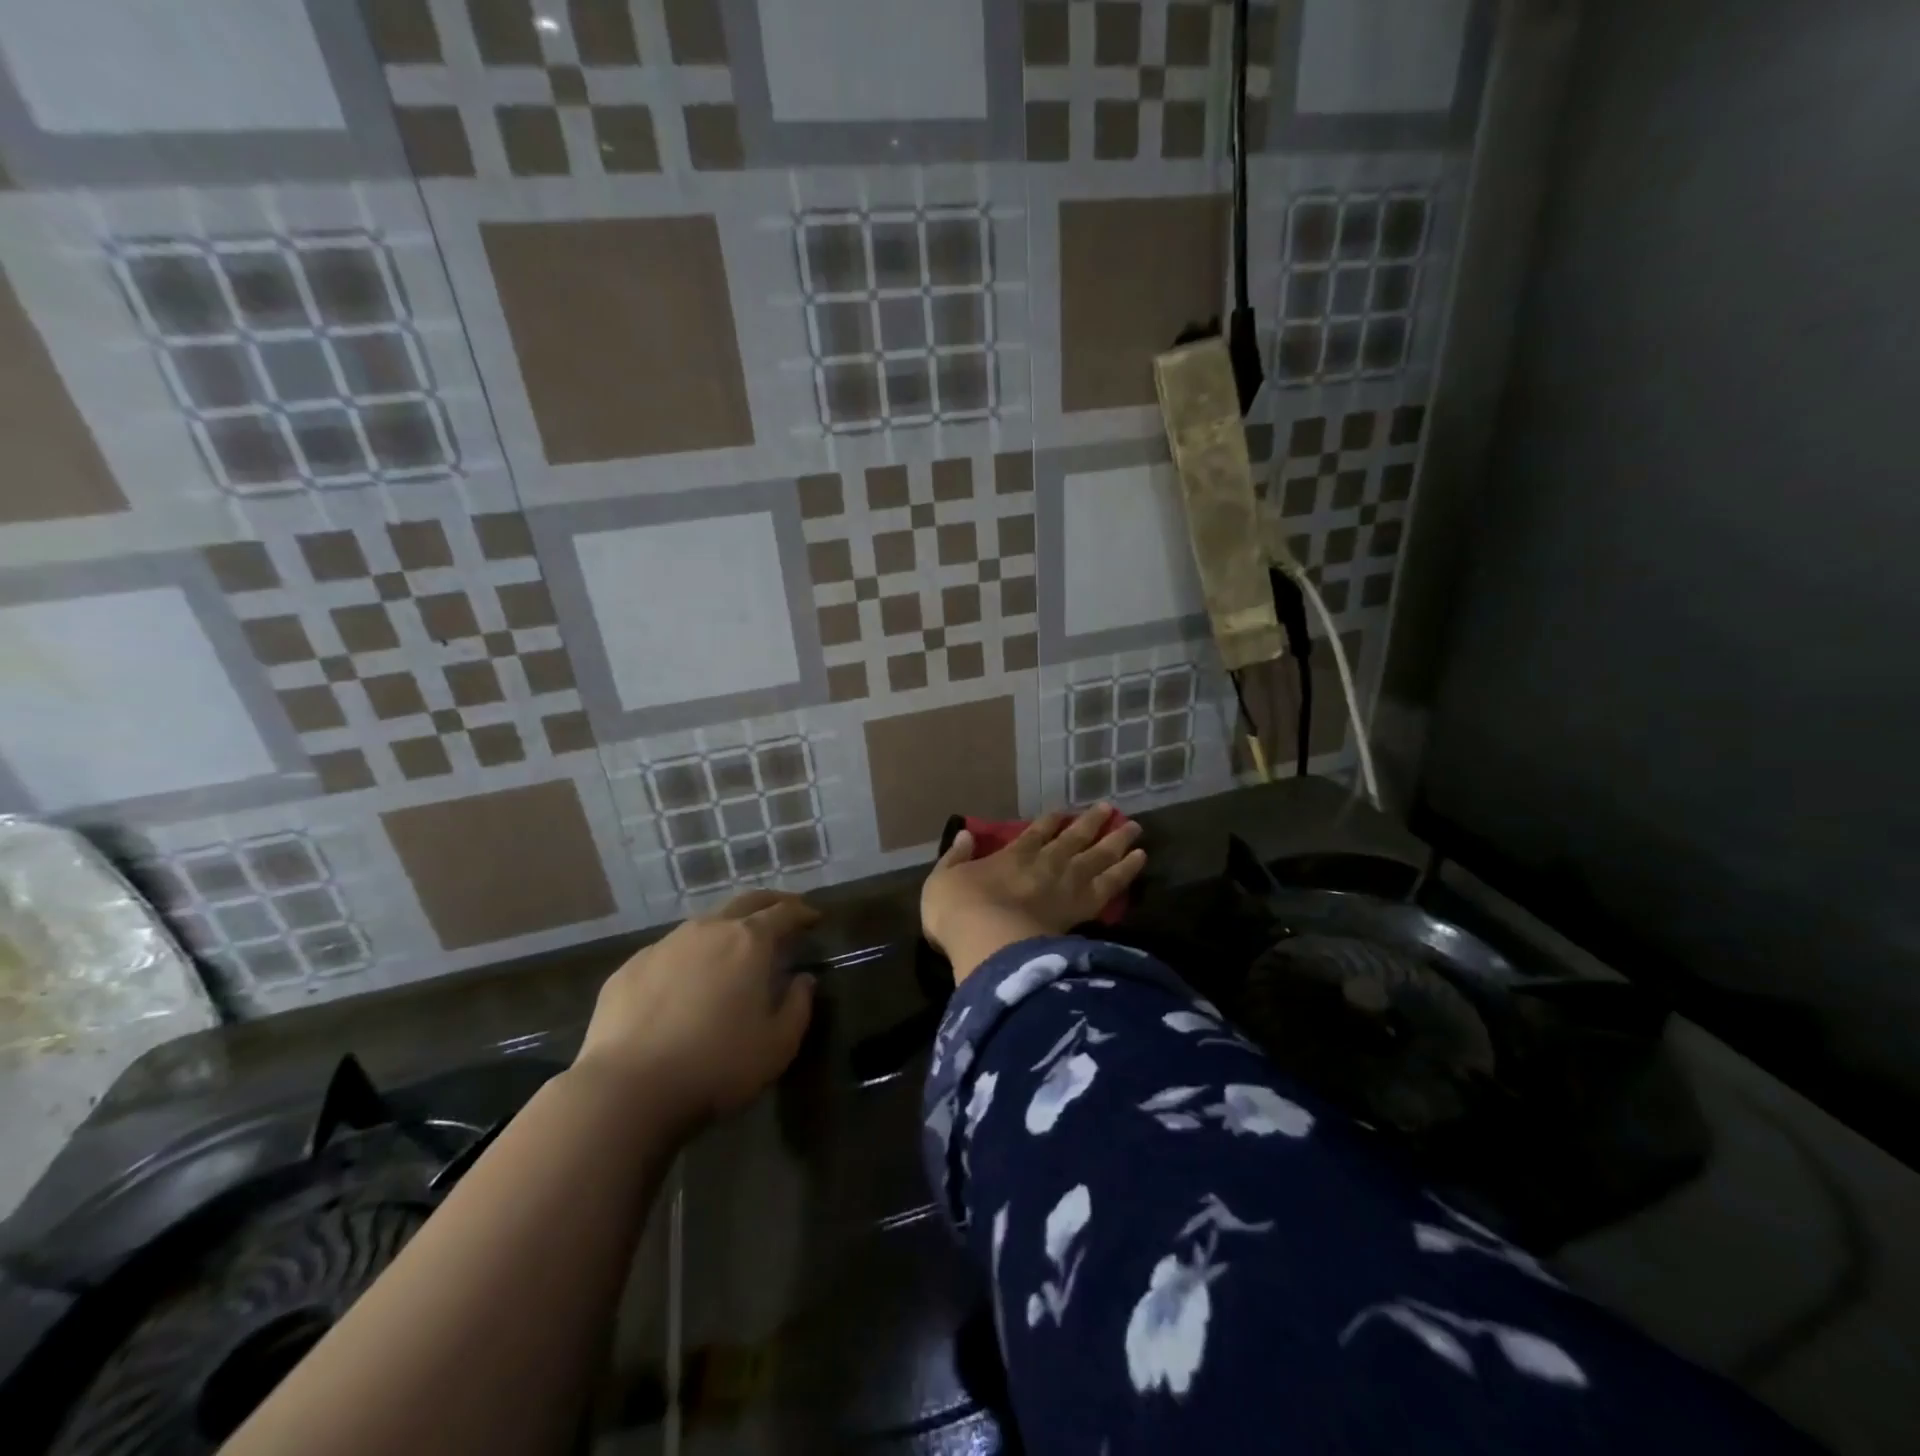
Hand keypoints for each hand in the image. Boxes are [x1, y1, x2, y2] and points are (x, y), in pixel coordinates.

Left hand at [571, 890, 819, 1130]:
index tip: (814, 918)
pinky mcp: (630, 968)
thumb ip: (799, 1006)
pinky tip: (686, 981)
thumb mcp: (777, 1045)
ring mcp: (664, 945)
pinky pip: (669, 951)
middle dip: (770, 902)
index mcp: (749, 942)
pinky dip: (689, 956)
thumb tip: (803, 980)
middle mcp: (708, 930)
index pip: (784, 912)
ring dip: (726, 927)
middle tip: (784, 912)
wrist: (627, 1090)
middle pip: (746, 902)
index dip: (803, 912)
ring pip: (704, 923)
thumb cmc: (716, 1066)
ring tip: (735, 947)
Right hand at [920, 806, 1145, 982]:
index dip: (1050, 821)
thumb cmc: (958, 911)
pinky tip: (1140, 860)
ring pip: (1098, 856)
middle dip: (1091, 823)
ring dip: (1116, 841)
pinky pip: (1110, 885)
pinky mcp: (1081, 909)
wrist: (986, 940)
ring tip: (1135, 829)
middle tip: (1109, 809)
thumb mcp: (942, 880)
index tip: (1063, 812)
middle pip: (1073, 838)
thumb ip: (955, 857)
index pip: (1035, 833)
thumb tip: (964, 834)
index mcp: (1012, 856)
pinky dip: (1126, 871)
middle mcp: (1043, 864)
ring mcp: (1065, 885)